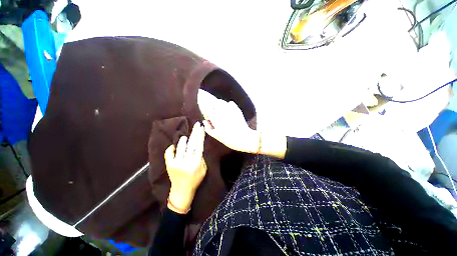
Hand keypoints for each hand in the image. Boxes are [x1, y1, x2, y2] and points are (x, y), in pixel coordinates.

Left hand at [165, 122, 206, 213]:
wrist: (181, 192)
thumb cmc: (195, 180)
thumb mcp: (203, 170)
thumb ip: (201, 158)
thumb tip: (198, 147)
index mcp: (196, 163)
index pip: (199, 146)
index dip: (201, 136)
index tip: (201, 128)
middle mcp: (186, 161)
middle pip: (191, 144)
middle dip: (195, 133)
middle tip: (196, 124)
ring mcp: (176, 163)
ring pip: (180, 147)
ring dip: (183, 141)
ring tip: (185, 138)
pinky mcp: (169, 165)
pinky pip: (169, 153)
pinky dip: (171, 148)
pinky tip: (174, 146)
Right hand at [202, 100, 259, 153]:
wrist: (243, 138)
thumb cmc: (229, 139)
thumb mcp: (216, 136)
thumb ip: (208, 128)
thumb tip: (205, 121)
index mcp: (215, 117)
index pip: (208, 110)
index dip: (207, 114)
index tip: (209, 118)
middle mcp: (221, 110)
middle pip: (213, 104)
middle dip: (213, 108)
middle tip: (215, 115)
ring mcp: (229, 108)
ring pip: (221, 102)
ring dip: (219, 105)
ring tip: (221, 112)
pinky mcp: (237, 109)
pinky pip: (230, 103)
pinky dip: (228, 105)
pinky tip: (229, 111)